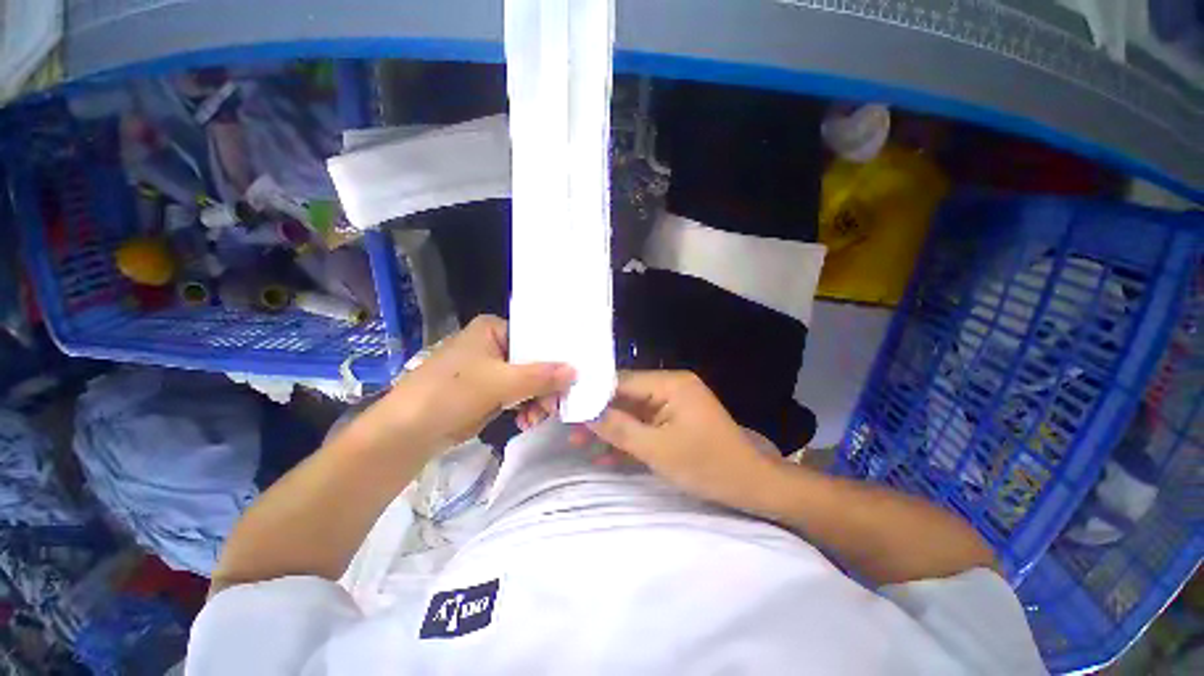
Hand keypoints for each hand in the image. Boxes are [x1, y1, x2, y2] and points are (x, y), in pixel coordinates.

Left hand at [385, 315, 574, 453]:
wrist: (407, 432)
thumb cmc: (451, 392)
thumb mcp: (500, 382)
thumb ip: (541, 376)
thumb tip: (575, 371)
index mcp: (493, 329)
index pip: (535, 337)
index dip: (555, 356)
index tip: (573, 375)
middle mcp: (493, 345)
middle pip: (533, 361)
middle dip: (545, 385)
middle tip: (556, 405)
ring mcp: (490, 369)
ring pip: (527, 381)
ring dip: (537, 400)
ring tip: (539, 418)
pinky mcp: (487, 392)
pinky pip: (517, 395)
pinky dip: (525, 408)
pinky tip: (526, 421)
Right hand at [581, 371, 778, 508]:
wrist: (752, 486)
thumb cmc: (706, 465)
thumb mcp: (657, 449)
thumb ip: (619, 428)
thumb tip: (585, 413)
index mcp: (670, 384)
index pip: (622, 382)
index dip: (593, 395)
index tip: (567, 408)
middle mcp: (671, 386)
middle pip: (626, 397)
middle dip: (599, 416)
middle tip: (570, 433)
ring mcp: (674, 404)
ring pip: (633, 413)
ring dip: (611, 430)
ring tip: (580, 447)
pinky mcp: (675, 420)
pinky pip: (645, 425)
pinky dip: (628, 439)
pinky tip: (605, 457)